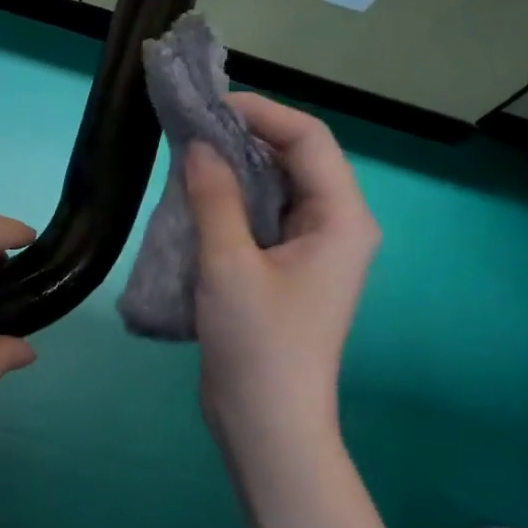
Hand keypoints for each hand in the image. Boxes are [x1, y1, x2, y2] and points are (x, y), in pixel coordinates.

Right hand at [186, 94, 378, 481]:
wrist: (267, 423)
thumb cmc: (257, 342)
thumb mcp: (228, 263)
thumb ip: (215, 196)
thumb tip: (199, 144)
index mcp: (341, 218)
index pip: (309, 140)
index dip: (262, 112)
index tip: (209, 105)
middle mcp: (335, 226)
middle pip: (296, 159)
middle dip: (245, 137)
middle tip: (190, 127)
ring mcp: (311, 250)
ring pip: (276, 188)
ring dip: (234, 169)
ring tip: (186, 155)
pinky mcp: (286, 270)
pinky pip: (262, 218)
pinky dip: (231, 201)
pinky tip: (195, 197)